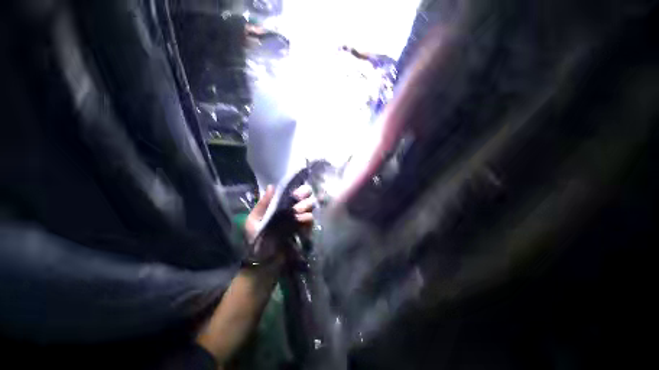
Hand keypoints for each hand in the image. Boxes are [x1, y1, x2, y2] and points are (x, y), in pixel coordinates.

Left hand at [245, 184, 314, 241]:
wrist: (263, 260)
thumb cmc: (255, 239)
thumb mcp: (254, 221)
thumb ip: (263, 204)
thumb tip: (272, 186)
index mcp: (280, 205)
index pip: (293, 191)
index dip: (298, 189)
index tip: (295, 194)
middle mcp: (292, 209)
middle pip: (306, 196)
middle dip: (304, 197)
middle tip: (297, 203)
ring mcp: (299, 219)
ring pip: (310, 206)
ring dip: (305, 207)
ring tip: (296, 214)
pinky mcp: (305, 229)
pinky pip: (310, 219)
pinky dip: (307, 219)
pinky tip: (300, 221)